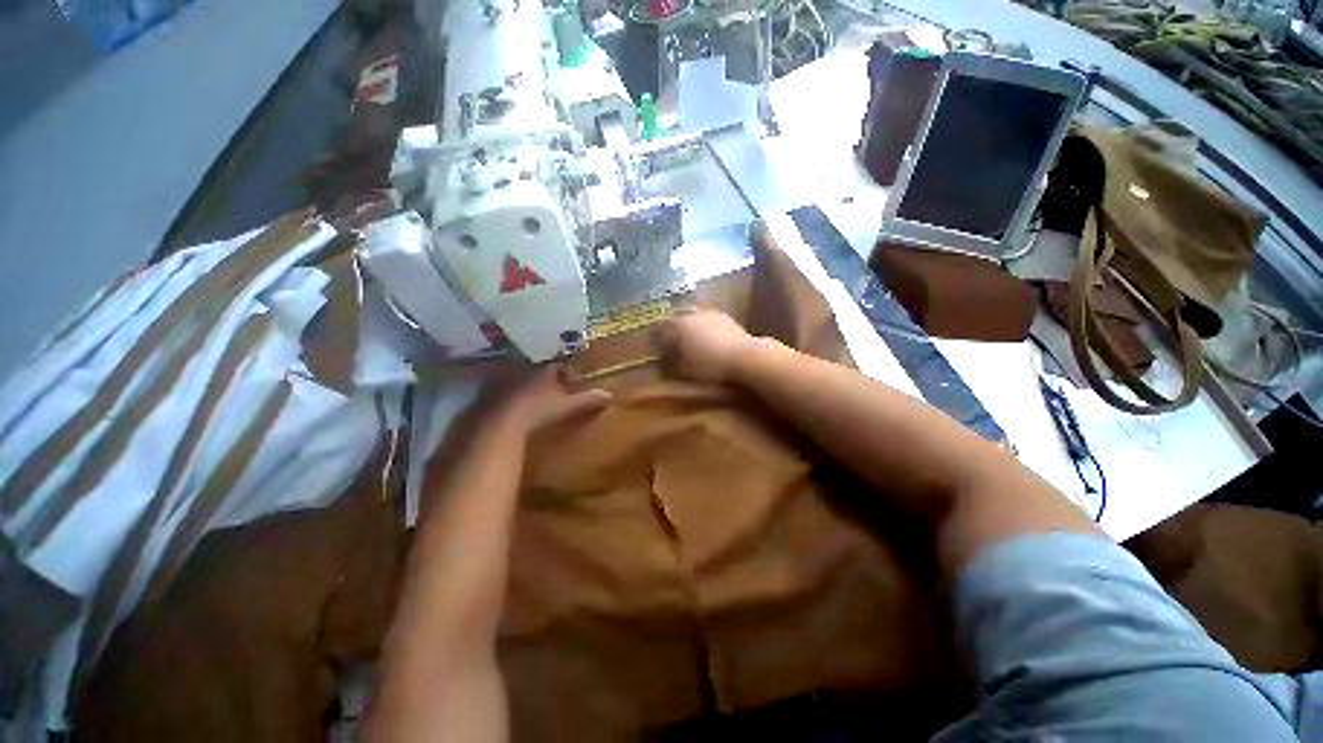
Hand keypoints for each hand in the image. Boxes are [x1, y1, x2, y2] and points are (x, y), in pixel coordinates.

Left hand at [495, 364, 611, 436]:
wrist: (497, 425)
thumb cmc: (537, 411)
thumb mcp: (566, 406)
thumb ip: (587, 399)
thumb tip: (609, 394)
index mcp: (542, 369)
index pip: (556, 365)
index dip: (563, 371)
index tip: (568, 378)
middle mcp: (521, 368)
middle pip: (535, 368)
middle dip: (542, 376)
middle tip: (549, 386)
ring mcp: (501, 380)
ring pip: (515, 377)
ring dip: (522, 384)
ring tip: (530, 396)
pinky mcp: (485, 394)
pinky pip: (498, 390)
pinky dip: (505, 396)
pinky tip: (509, 407)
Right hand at [655, 309, 756, 384]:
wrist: (746, 357)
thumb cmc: (709, 365)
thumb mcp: (683, 370)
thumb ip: (668, 364)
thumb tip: (660, 363)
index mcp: (677, 325)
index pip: (660, 330)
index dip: (656, 342)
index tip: (656, 353)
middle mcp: (692, 314)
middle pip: (676, 322)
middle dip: (673, 334)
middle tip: (672, 348)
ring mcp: (710, 314)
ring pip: (693, 320)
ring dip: (690, 331)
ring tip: (691, 346)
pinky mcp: (726, 318)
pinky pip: (708, 324)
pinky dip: (705, 332)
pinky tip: (709, 343)